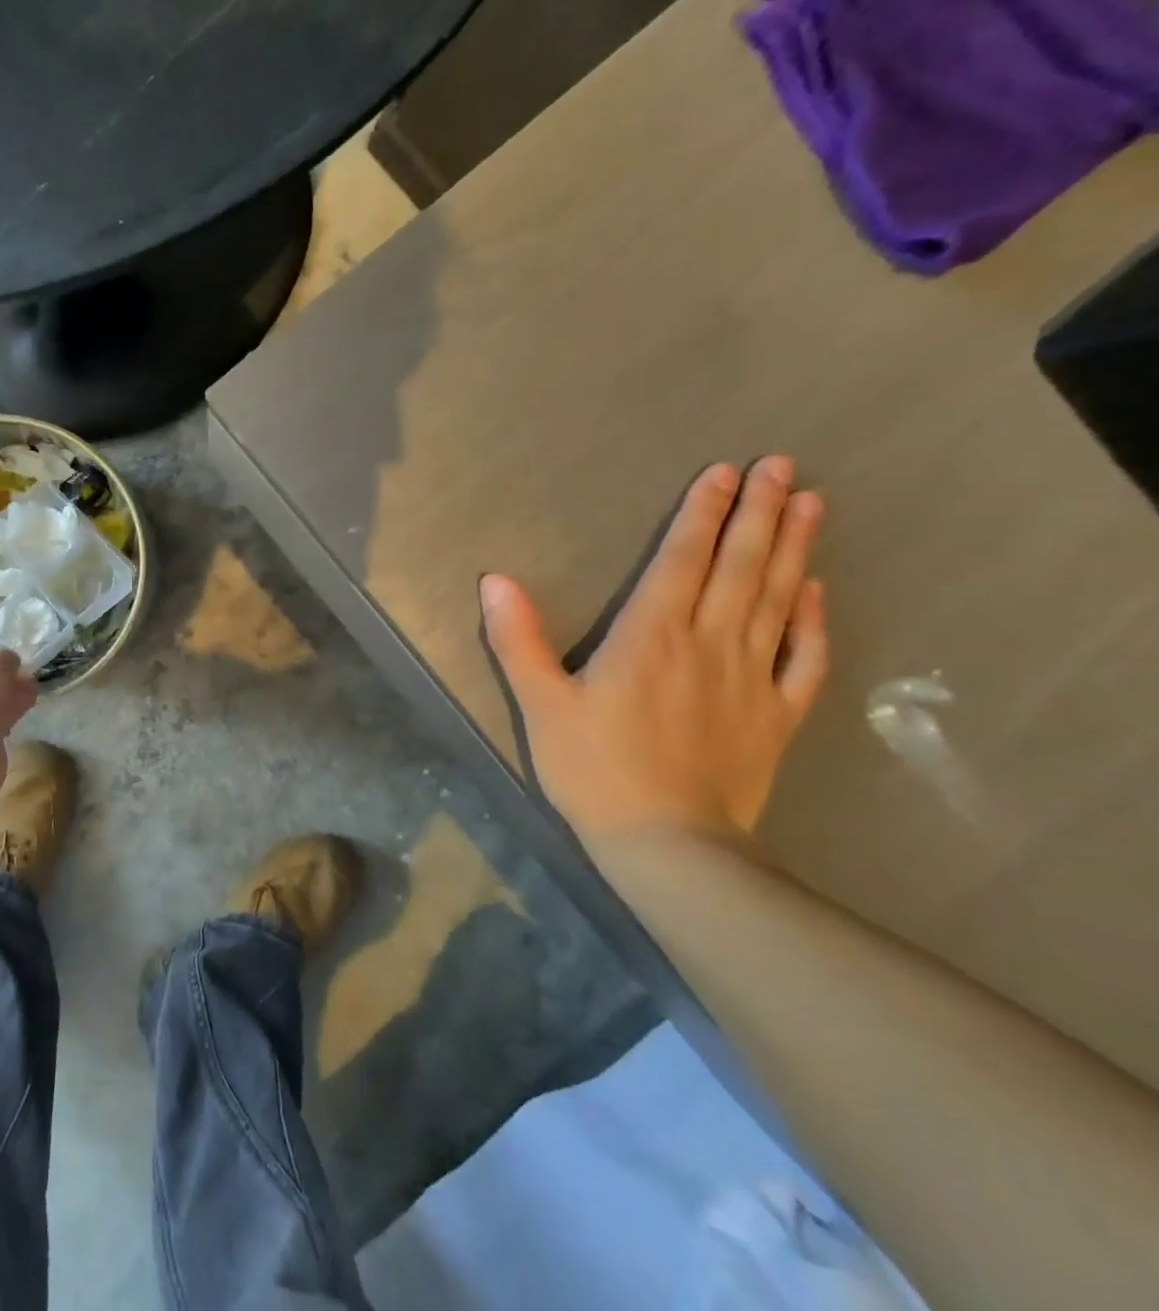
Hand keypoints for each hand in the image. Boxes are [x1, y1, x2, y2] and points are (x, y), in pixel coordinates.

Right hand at [481, 456, 829, 842]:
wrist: (667, 844)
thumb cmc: (594, 770)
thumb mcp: (541, 704)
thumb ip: (517, 640)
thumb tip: (493, 580)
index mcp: (650, 637)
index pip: (682, 560)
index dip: (702, 513)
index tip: (726, 472)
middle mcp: (708, 644)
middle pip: (739, 567)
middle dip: (759, 513)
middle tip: (783, 466)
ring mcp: (750, 679)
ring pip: (777, 600)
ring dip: (793, 550)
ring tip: (812, 504)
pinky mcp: (776, 716)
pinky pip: (804, 659)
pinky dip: (814, 622)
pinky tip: (818, 592)